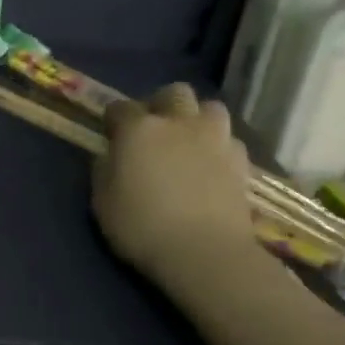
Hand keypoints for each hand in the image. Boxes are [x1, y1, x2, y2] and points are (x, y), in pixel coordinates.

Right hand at [92, 83, 257, 292]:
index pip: (120, 108)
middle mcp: (179, 123)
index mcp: (139, 129)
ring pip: (210, 108)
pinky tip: (211, 167)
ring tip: (189, 143)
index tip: (110, 133)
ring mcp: (216, 138)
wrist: (204, 252)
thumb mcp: (102, 202)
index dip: (113, 119)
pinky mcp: (242, 161)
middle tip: (154, 130)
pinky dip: (218, 147)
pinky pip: (229, 140)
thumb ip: (104, 170)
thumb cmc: (141, 226)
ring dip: (197, 119)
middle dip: (162, 105)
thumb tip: (112, 156)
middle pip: (174, 93)